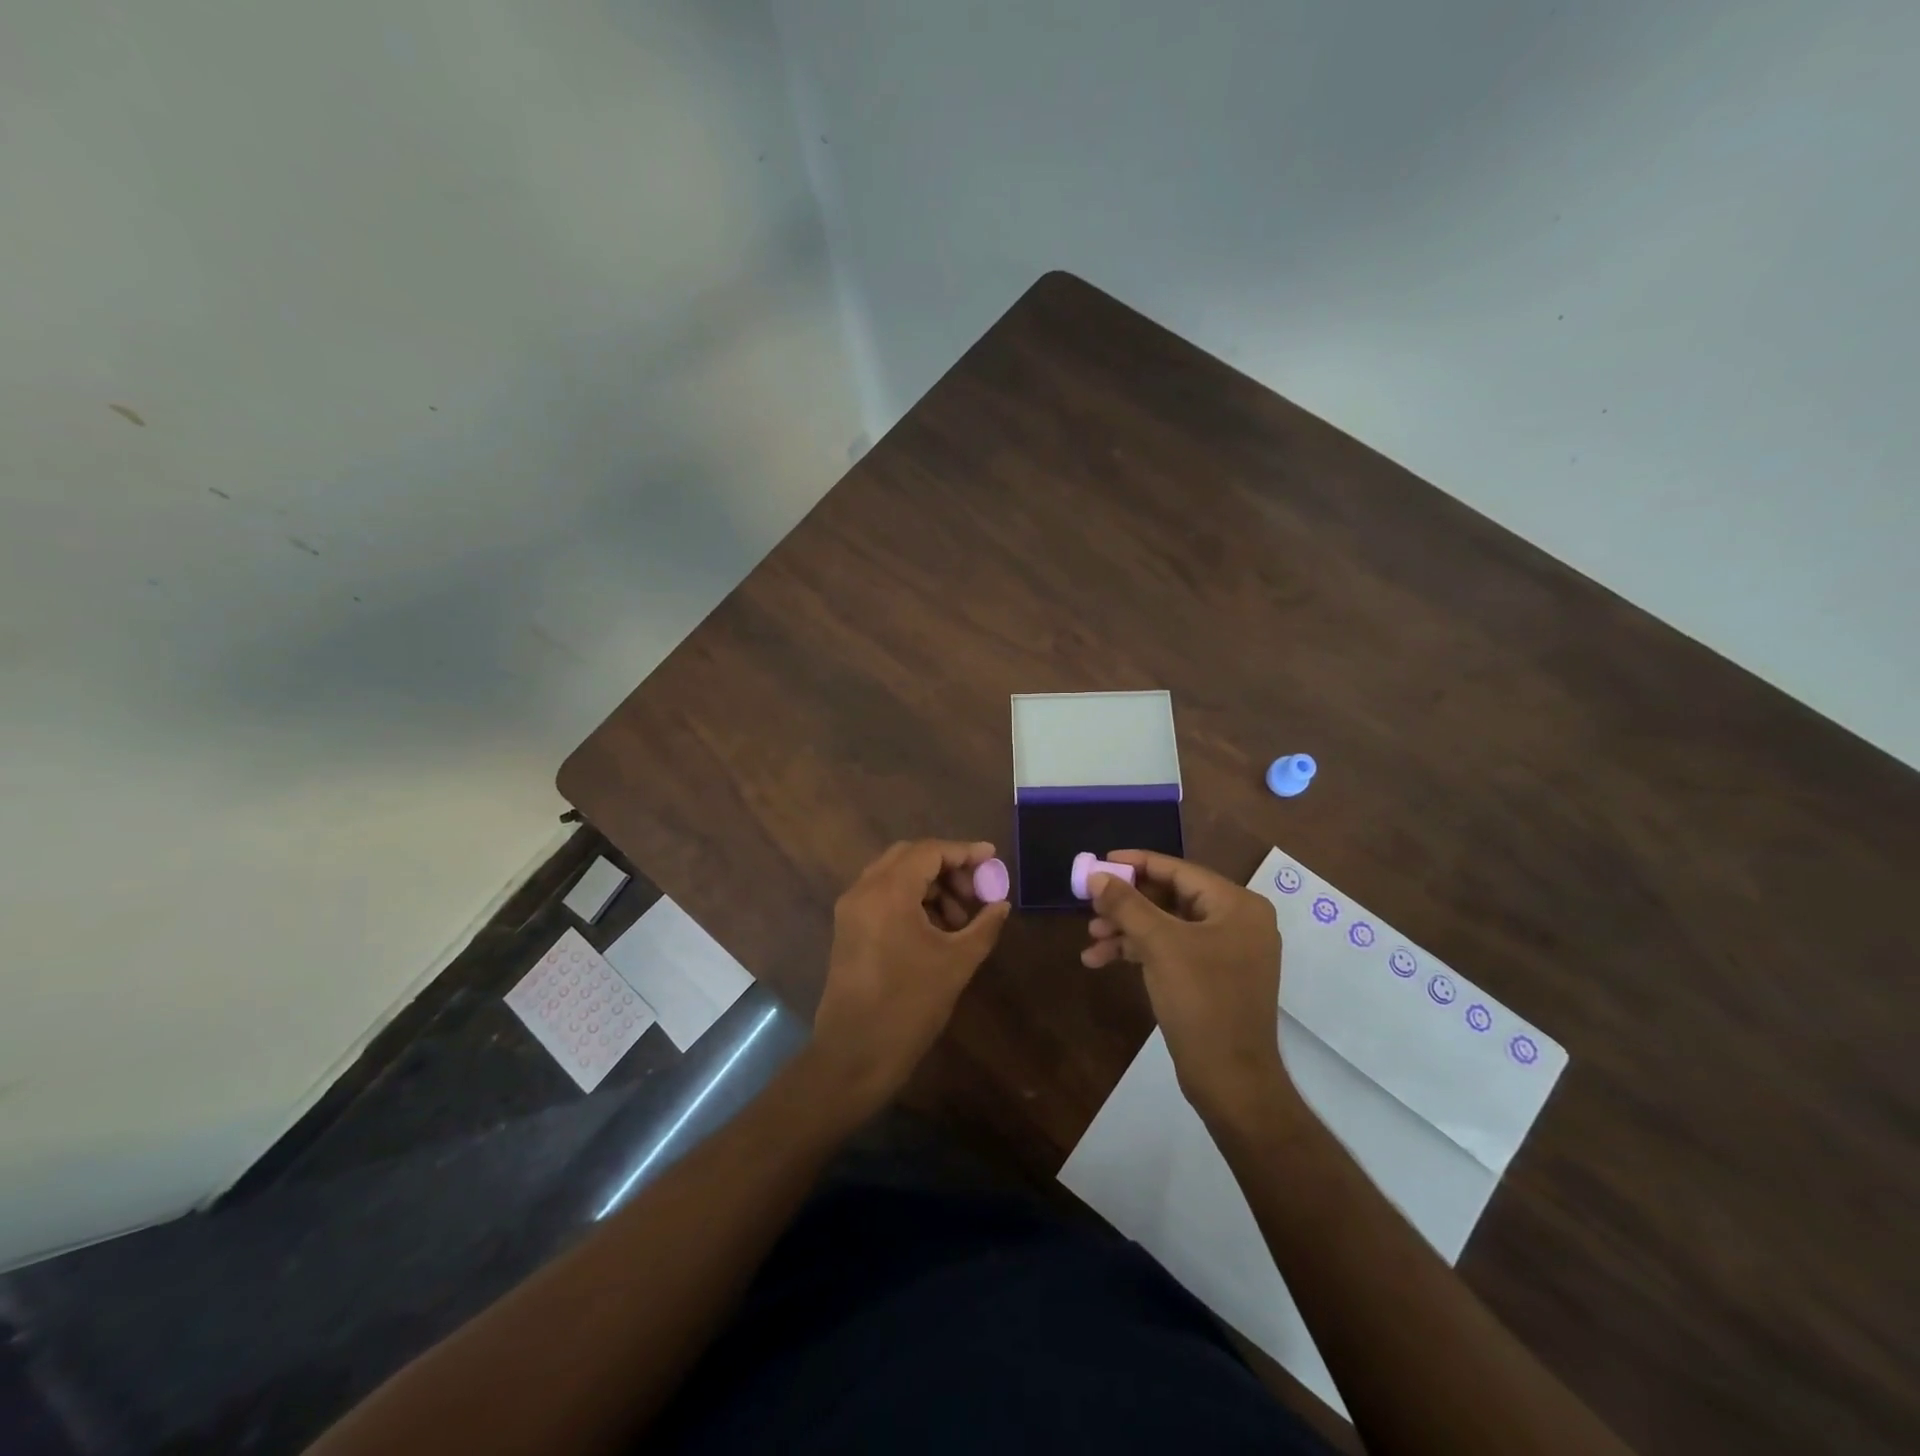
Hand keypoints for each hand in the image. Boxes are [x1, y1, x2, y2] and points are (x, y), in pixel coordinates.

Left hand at [811, 839, 1011, 1113]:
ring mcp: (851, 909)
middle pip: (909, 856)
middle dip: (947, 867)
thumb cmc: (909, 1006)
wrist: (854, 1055)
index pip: (929, 852)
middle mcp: (864, 890)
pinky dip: (910, 899)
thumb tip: (1001, 905)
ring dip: (929, 885)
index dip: (964, 851)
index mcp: (888, 892)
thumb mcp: (957, 963)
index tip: (992, 858)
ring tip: (959, 919)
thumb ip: (983, 926)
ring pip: (895, 875)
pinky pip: (882, 895)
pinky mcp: (848, 928)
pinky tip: (935, 928)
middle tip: (975, 891)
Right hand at [1082, 851, 1290, 1125]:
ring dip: (1127, 930)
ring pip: (1166, 926)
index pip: (1179, 871)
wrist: (1231, 1080)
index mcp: (1237, 906)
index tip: (1102, 861)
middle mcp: (1237, 922)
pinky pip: (1171, 951)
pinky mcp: (1212, 978)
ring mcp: (1226, 952)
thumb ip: (1126, 905)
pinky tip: (1101, 960)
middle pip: (1171, 898)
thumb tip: (1096, 875)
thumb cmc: (1201, 1001)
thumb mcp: (1159, 945)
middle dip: (1128, 903)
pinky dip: (1139, 952)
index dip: (1138, 863)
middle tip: (1091, 904)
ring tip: (1091, 937)